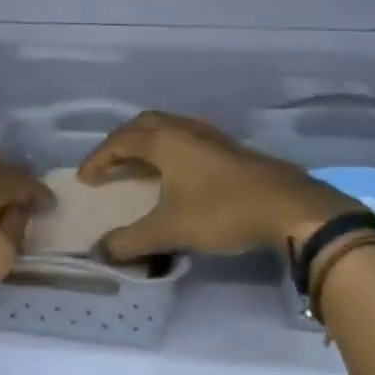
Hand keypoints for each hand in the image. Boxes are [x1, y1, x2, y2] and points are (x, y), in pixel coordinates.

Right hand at [77, 112, 354, 259]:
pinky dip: (170, 149)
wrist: (289, 207)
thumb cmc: (223, 212)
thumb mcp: (170, 230)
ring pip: (170, 128)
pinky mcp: (231, 148)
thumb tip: (102, 250)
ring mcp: (212, 136)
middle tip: (109, 165)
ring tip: (139, 166)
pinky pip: (188, 138)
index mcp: (165, 141)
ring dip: (148, 143)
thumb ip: (131, 241)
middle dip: (121, 142)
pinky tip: (178, 173)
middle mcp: (186, 129)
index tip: (85, 180)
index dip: (98, 159)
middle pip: (144, 124)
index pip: (120, 142)